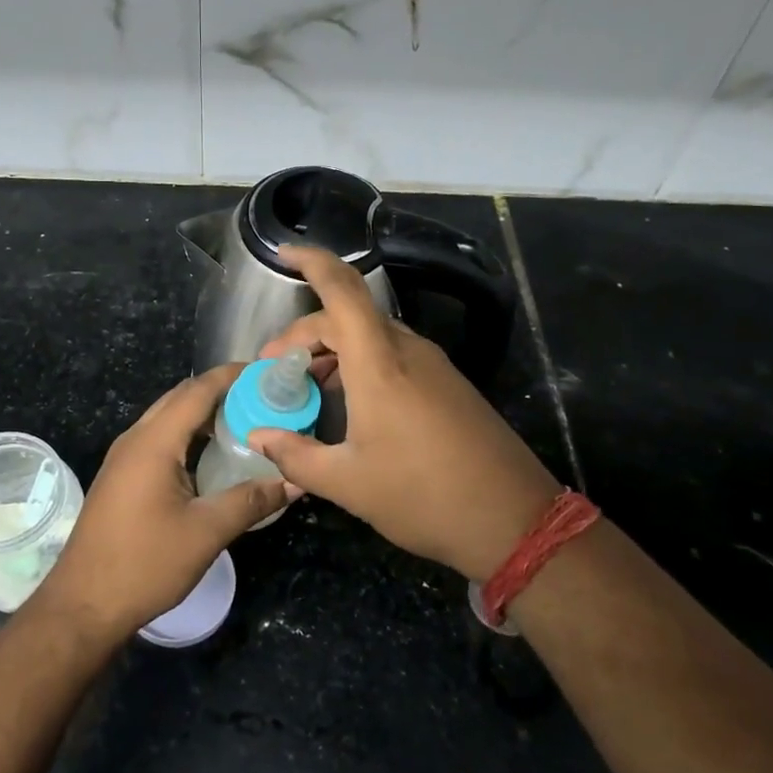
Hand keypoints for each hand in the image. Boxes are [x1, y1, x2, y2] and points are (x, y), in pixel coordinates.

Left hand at [33, 363, 298, 640]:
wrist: (83, 605)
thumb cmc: (145, 564)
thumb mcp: (206, 532)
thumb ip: (251, 501)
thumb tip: (294, 481)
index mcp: (154, 442)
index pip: (197, 390)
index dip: (231, 376)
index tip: (266, 371)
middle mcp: (135, 439)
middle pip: (180, 398)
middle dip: (220, 390)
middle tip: (262, 397)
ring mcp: (124, 458)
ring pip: (168, 418)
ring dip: (203, 413)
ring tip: (245, 420)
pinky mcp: (121, 477)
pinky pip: (159, 439)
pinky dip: (188, 434)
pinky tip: (211, 455)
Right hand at [247, 245, 559, 581]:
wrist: (515, 520)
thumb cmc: (423, 496)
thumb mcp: (348, 483)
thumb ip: (295, 455)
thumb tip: (258, 436)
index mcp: (379, 363)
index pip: (342, 290)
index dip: (311, 261)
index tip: (282, 252)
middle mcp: (406, 351)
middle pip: (348, 315)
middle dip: (305, 332)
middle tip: (275, 367)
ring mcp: (432, 365)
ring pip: (372, 335)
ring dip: (333, 349)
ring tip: (307, 385)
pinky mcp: (448, 384)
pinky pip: (393, 355)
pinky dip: (361, 364)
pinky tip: (349, 403)